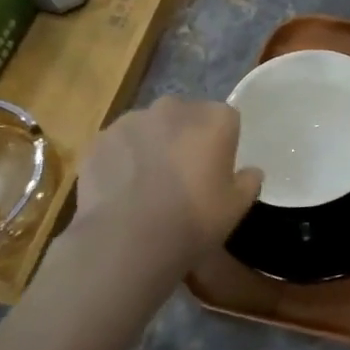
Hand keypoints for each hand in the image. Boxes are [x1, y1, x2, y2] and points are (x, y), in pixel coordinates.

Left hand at [70, 97, 262, 266]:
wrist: (128, 240)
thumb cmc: (194, 220)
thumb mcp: (237, 207)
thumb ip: (248, 181)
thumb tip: (250, 172)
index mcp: (214, 119)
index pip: (226, 118)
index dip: (223, 141)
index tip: (217, 166)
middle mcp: (174, 108)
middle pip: (185, 115)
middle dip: (185, 136)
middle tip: (183, 173)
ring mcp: (131, 121)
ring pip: (148, 127)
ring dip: (152, 145)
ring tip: (147, 183)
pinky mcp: (99, 139)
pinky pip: (118, 144)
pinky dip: (122, 159)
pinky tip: (122, 189)